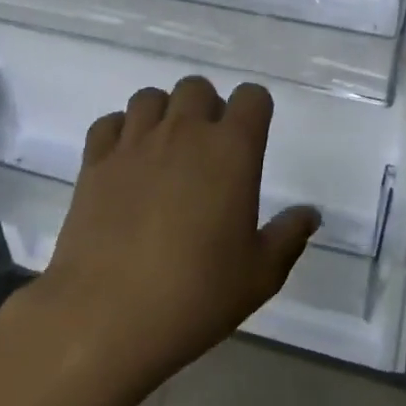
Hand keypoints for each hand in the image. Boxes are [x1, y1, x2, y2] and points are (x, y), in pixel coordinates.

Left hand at [29, 76, 317, 399]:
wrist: (107, 317)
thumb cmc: (196, 295)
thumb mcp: (260, 275)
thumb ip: (288, 236)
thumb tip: (310, 214)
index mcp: (231, 149)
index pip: (252, 97)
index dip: (255, 111)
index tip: (252, 138)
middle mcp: (184, 132)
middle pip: (197, 87)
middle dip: (206, 108)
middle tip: (207, 150)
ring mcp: (135, 143)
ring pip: (150, 97)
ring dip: (162, 114)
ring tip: (164, 152)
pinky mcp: (95, 161)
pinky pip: (109, 123)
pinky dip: (119, 133)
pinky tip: (125, 163)